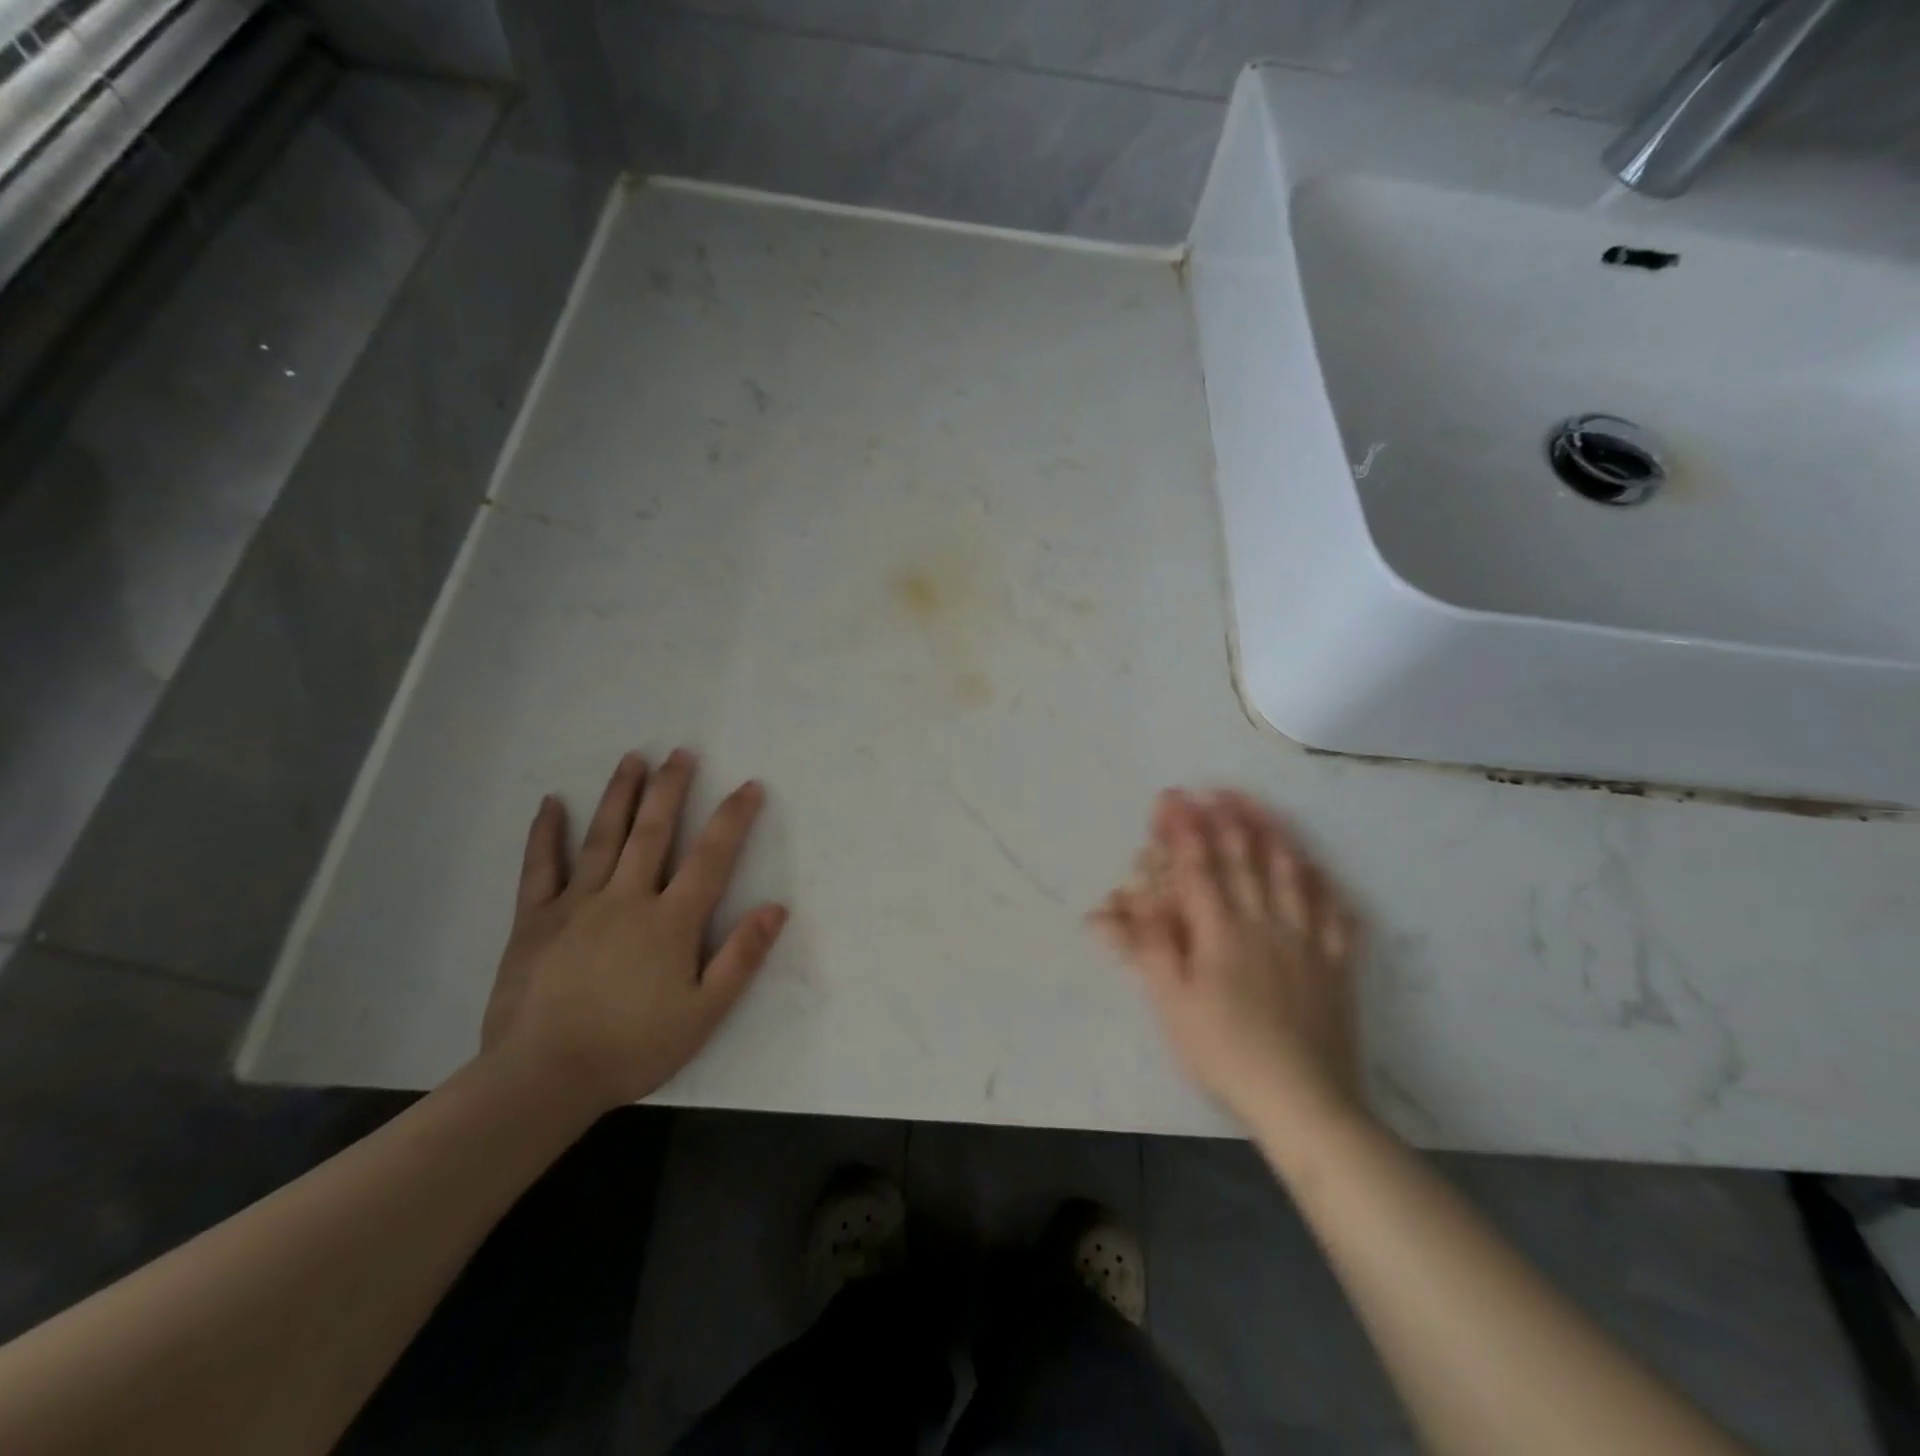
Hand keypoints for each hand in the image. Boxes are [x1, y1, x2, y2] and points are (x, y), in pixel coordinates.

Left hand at [481, 749, 788, 1114]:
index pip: (711, 857)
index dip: (733, 818)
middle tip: (681, 752)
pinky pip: (541, 867)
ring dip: (620, 794)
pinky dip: (547, 833)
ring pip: (603, 837)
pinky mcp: (535, 919)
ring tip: (633, 758)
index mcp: (671, 920)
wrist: (542, 1079)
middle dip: (671, 788)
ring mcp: (577, 904)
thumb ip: (741, 957)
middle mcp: (627, 898)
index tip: (749, 786)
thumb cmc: (632, 1047)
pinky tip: (552, 802)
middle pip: (654, 831)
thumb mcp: (704, 1013)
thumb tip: (776, 907)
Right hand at [1091, 790, 1363, 1125]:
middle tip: (1214, 789)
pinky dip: (1325, 884)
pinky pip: (1335, 912)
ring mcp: (1306, 940)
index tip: (1171, 797)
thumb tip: (1106, 907)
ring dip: (1273, 834)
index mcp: (1220, 930)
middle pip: (1245, 858)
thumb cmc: (1224, 1051)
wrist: (1304, 1101)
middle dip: (1226, 818)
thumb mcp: (1170, 1002)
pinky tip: (1320, 868)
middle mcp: (1264, 921)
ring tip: (1260, 807)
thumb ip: (1144, 946)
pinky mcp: (1337, 964)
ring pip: (1291, 873)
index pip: (1196, 864)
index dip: (1182, 828)